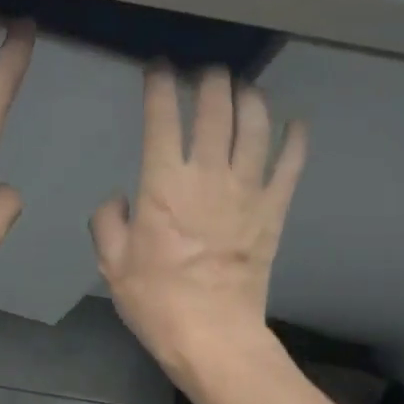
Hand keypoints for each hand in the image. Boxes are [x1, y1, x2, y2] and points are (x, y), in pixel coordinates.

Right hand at [91, 66, 306, 383]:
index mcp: (163, 185)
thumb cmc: (155, 300)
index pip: (163, 118)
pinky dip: (295, 140)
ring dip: (250, 98)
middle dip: (210, 81)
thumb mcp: (111, 264)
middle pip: (216, 110)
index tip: (158, 68)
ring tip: (243, 88)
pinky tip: (295, 124)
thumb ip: (108, 221)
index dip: (160, 85)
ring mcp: (247, 191)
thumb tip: (120, 198)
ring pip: (255, 126)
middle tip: (204, 73)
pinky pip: (290, 165)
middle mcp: (209, 176)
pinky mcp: (274, 211)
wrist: (211, 335)